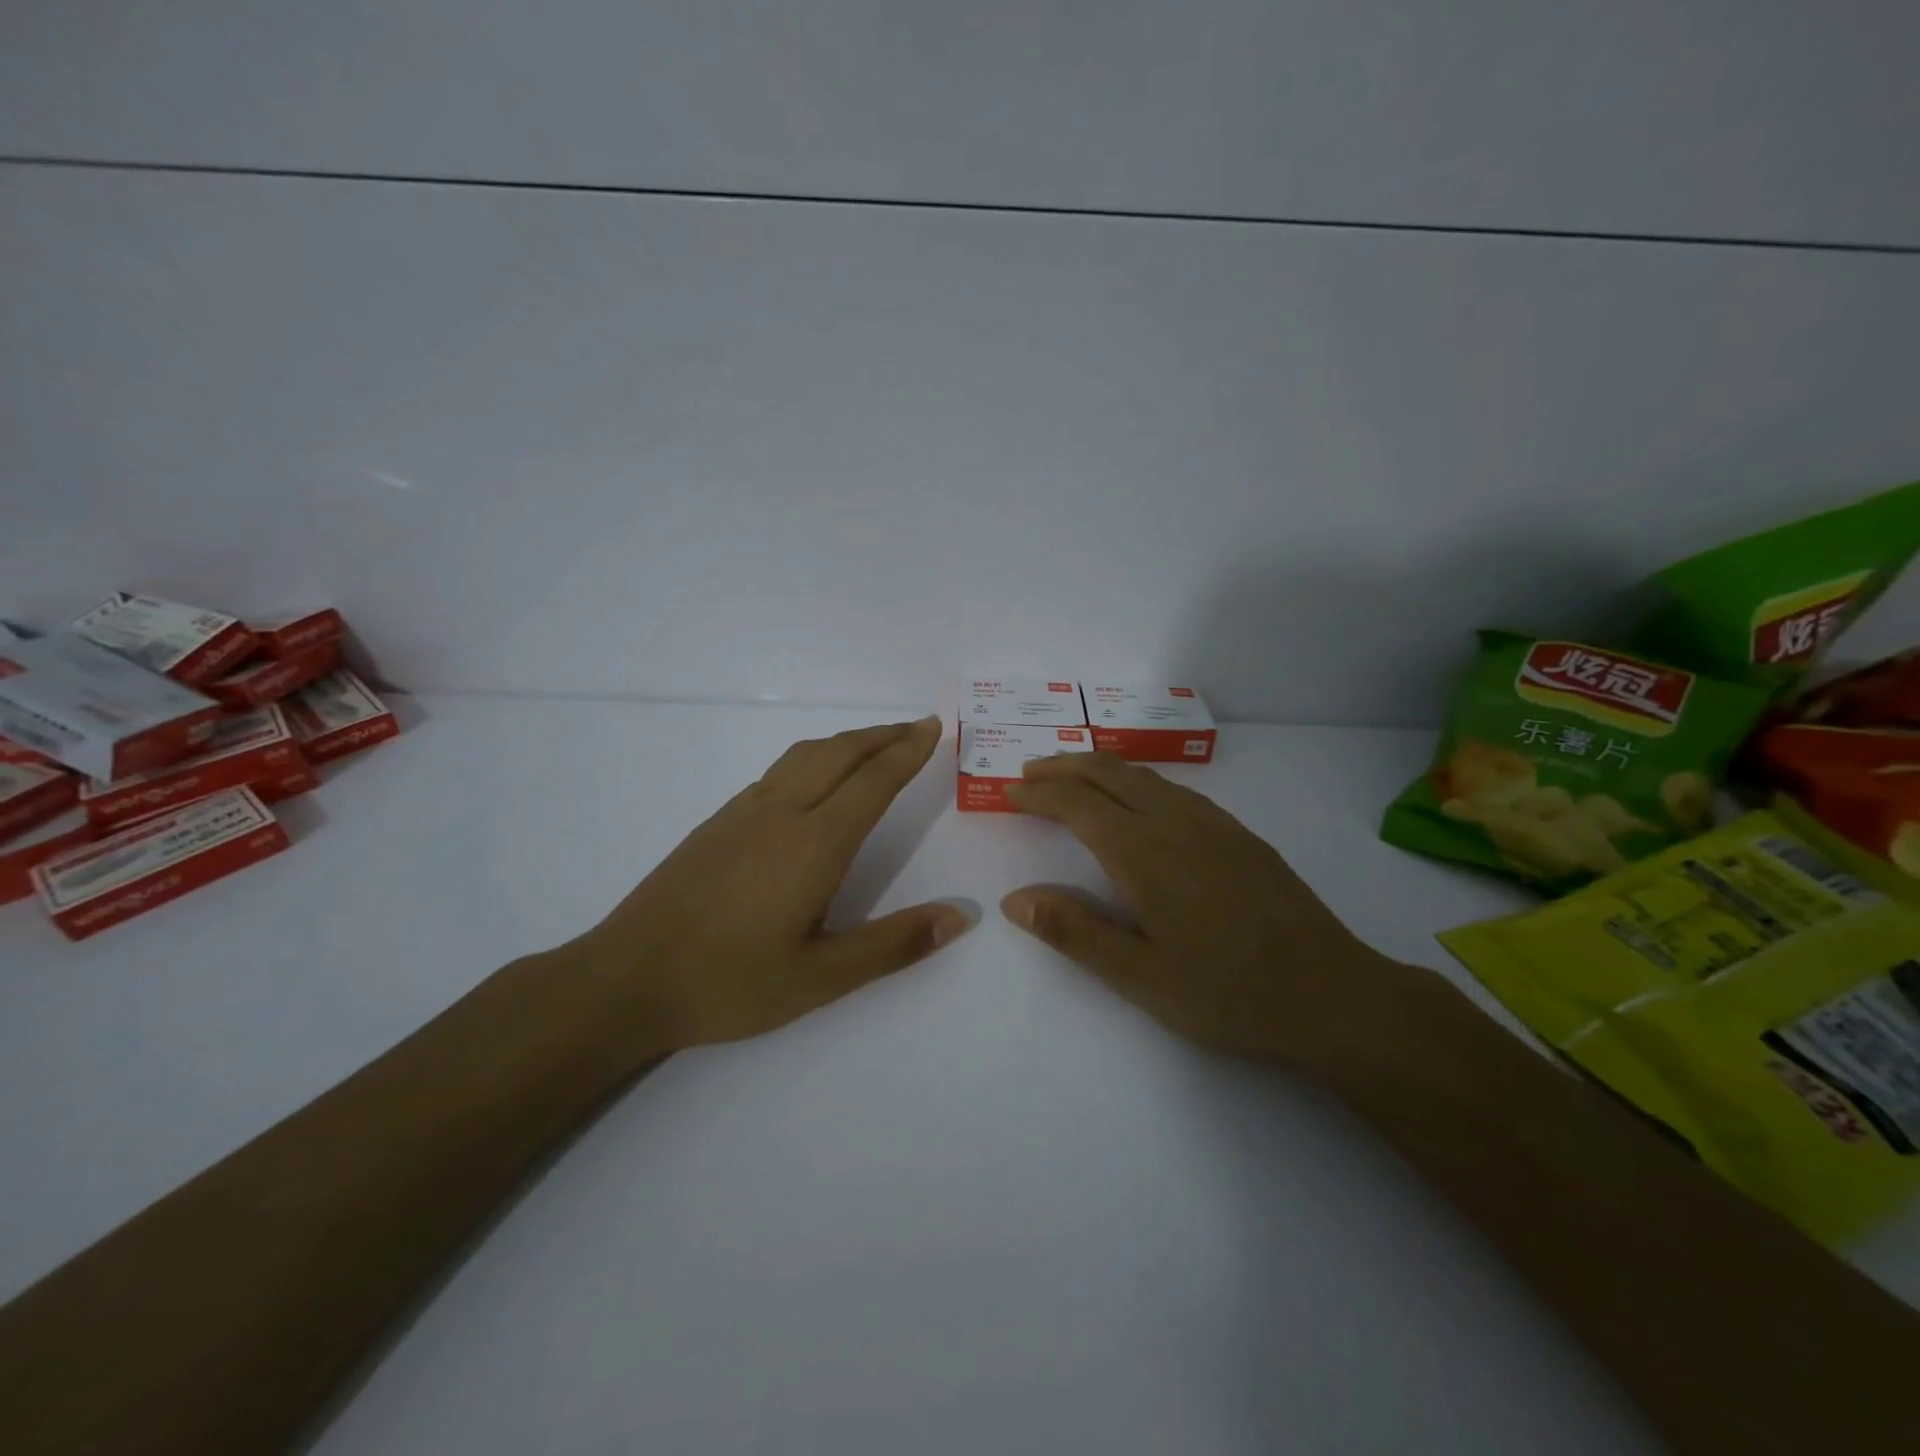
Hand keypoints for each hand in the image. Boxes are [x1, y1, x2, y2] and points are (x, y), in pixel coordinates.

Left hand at [568, 717, 969, 1051]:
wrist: (625, 979)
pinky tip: (815, 780)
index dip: (907, 751)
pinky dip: (814, 757)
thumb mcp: (820, 979)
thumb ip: (892, 945)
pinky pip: (779, 771)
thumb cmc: (729, 983)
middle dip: (884, 735)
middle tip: (917, 727)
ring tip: (875, 743)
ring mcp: (743, 813)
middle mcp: (781, 813)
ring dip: (848, 741)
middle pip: (840, 753)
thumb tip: (959, 916)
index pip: (873, 781)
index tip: (934, 728)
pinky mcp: (718, 822)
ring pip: (805, 755)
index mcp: (813, 844)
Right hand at [1002, 752, 1438, 1077]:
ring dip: (1101, 769)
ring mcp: (1213, 823)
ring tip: (1074, 778)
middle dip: (1064, 766)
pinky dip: (1138, 781)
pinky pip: (1175, 789)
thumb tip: (1014, 899)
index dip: (1038, 794)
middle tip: (1031, 773)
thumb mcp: (1139, 975)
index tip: (1010, 794)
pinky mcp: (1240, 835)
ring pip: (1144, 775)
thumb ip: (1074, 931)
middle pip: (1108, 772)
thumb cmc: (1227, 992)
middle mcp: (1175, 822)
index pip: (1076, 803)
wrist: (1331, 993)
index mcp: (1143, 852)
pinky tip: (1141, 802)